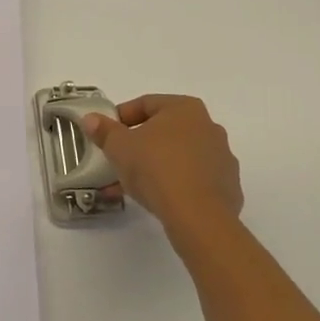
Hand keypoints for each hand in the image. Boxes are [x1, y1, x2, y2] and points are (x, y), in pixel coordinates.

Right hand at [82, 94, 243, 243]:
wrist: (198, 216)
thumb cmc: (156, 168)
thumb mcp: (120, 147)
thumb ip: (104, 130)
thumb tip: (91, 119)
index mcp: (185, 108)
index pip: (146, 104)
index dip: (121, 118)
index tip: (106, 135)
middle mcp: (209, 126)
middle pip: (164, 131)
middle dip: (138, 145)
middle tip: (118, 160)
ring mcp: (222, 158)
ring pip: (178, 157)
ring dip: (155, 166)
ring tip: (131, 186)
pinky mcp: (227, 187)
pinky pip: (193, 180)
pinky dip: (174, 185)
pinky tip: (156, 200)